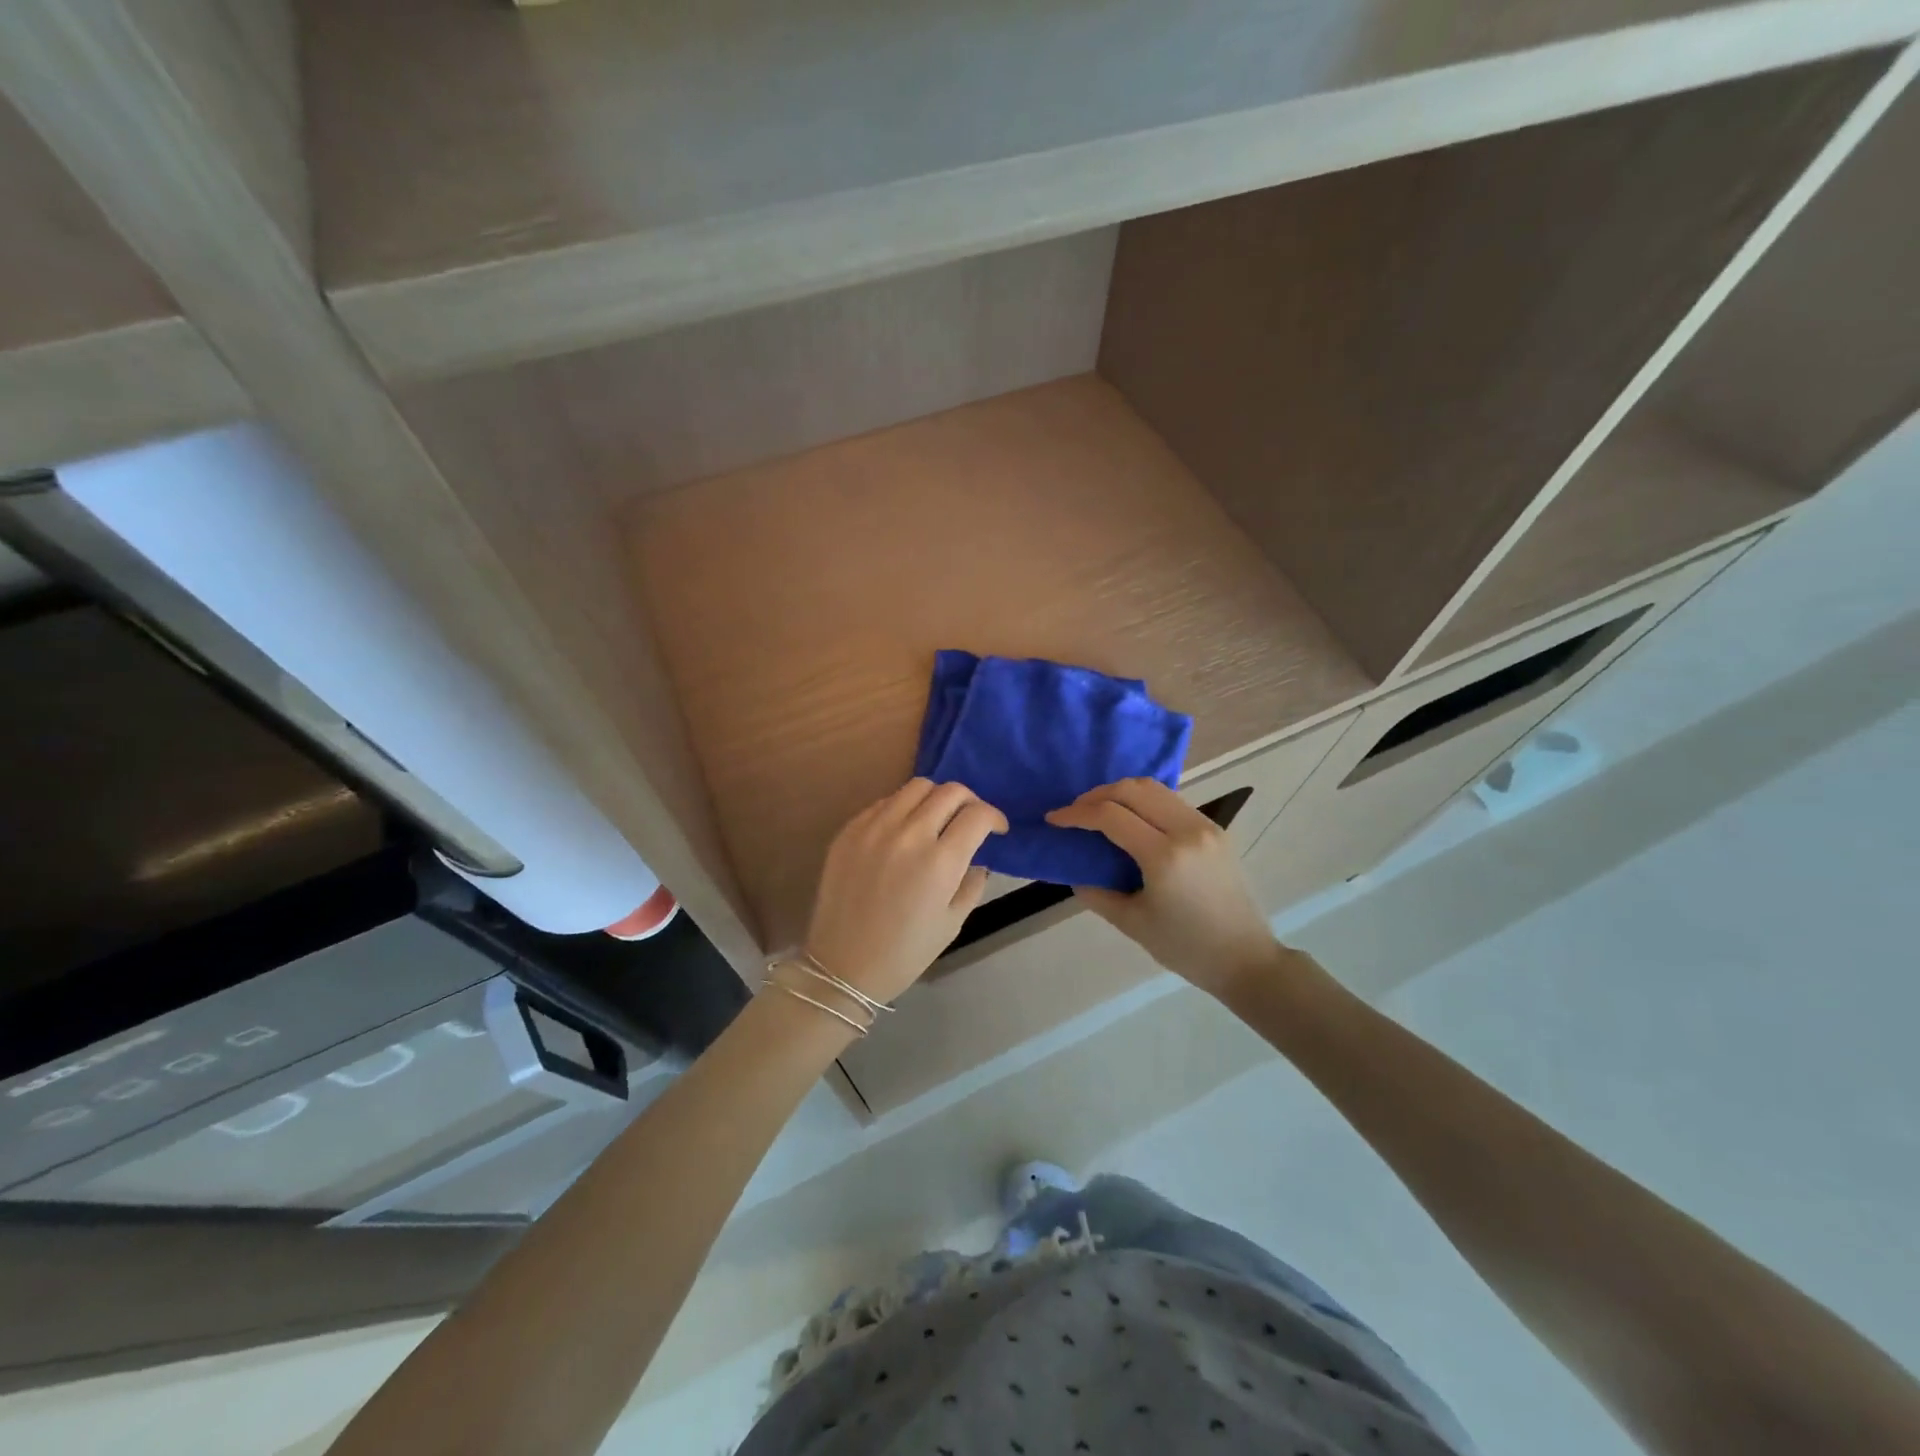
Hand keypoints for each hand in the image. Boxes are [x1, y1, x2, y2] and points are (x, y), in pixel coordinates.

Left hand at [804, 779, 1008, 1006]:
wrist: (842, 965)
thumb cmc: (905, 952)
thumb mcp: (953, 923)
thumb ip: (972, 883)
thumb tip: (977, 858)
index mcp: (940, 861)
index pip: (978, 814)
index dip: (995, 817)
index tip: (997, 829)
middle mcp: (909, 834)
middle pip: (950, 791)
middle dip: (970, 802)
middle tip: (970, 820)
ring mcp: (875, 827)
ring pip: (916, 786)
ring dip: (936, 798)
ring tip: (936, 819)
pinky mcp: (850, 830)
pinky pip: (885, 801)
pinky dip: (903, 808)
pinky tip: (903, 831)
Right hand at [1046, 778, 1279, 998]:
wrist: (1246, 960)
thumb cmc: (1186, 948)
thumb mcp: (1132, 924)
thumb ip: (1096, 893)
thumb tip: (1074, 871)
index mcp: (1165, 856)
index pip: (1111, 816)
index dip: (1076, 814)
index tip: (1054, 819)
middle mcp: (1187, 830)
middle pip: (1132, 789)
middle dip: (1096, 795)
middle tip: (1074, 812)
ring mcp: (1205, 826)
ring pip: (1154, 788)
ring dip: (1121, 793)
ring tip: (1098, 811)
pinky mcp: (1215, 829)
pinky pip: (1171, 801)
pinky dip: (1143, 801)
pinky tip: (1130, 819)